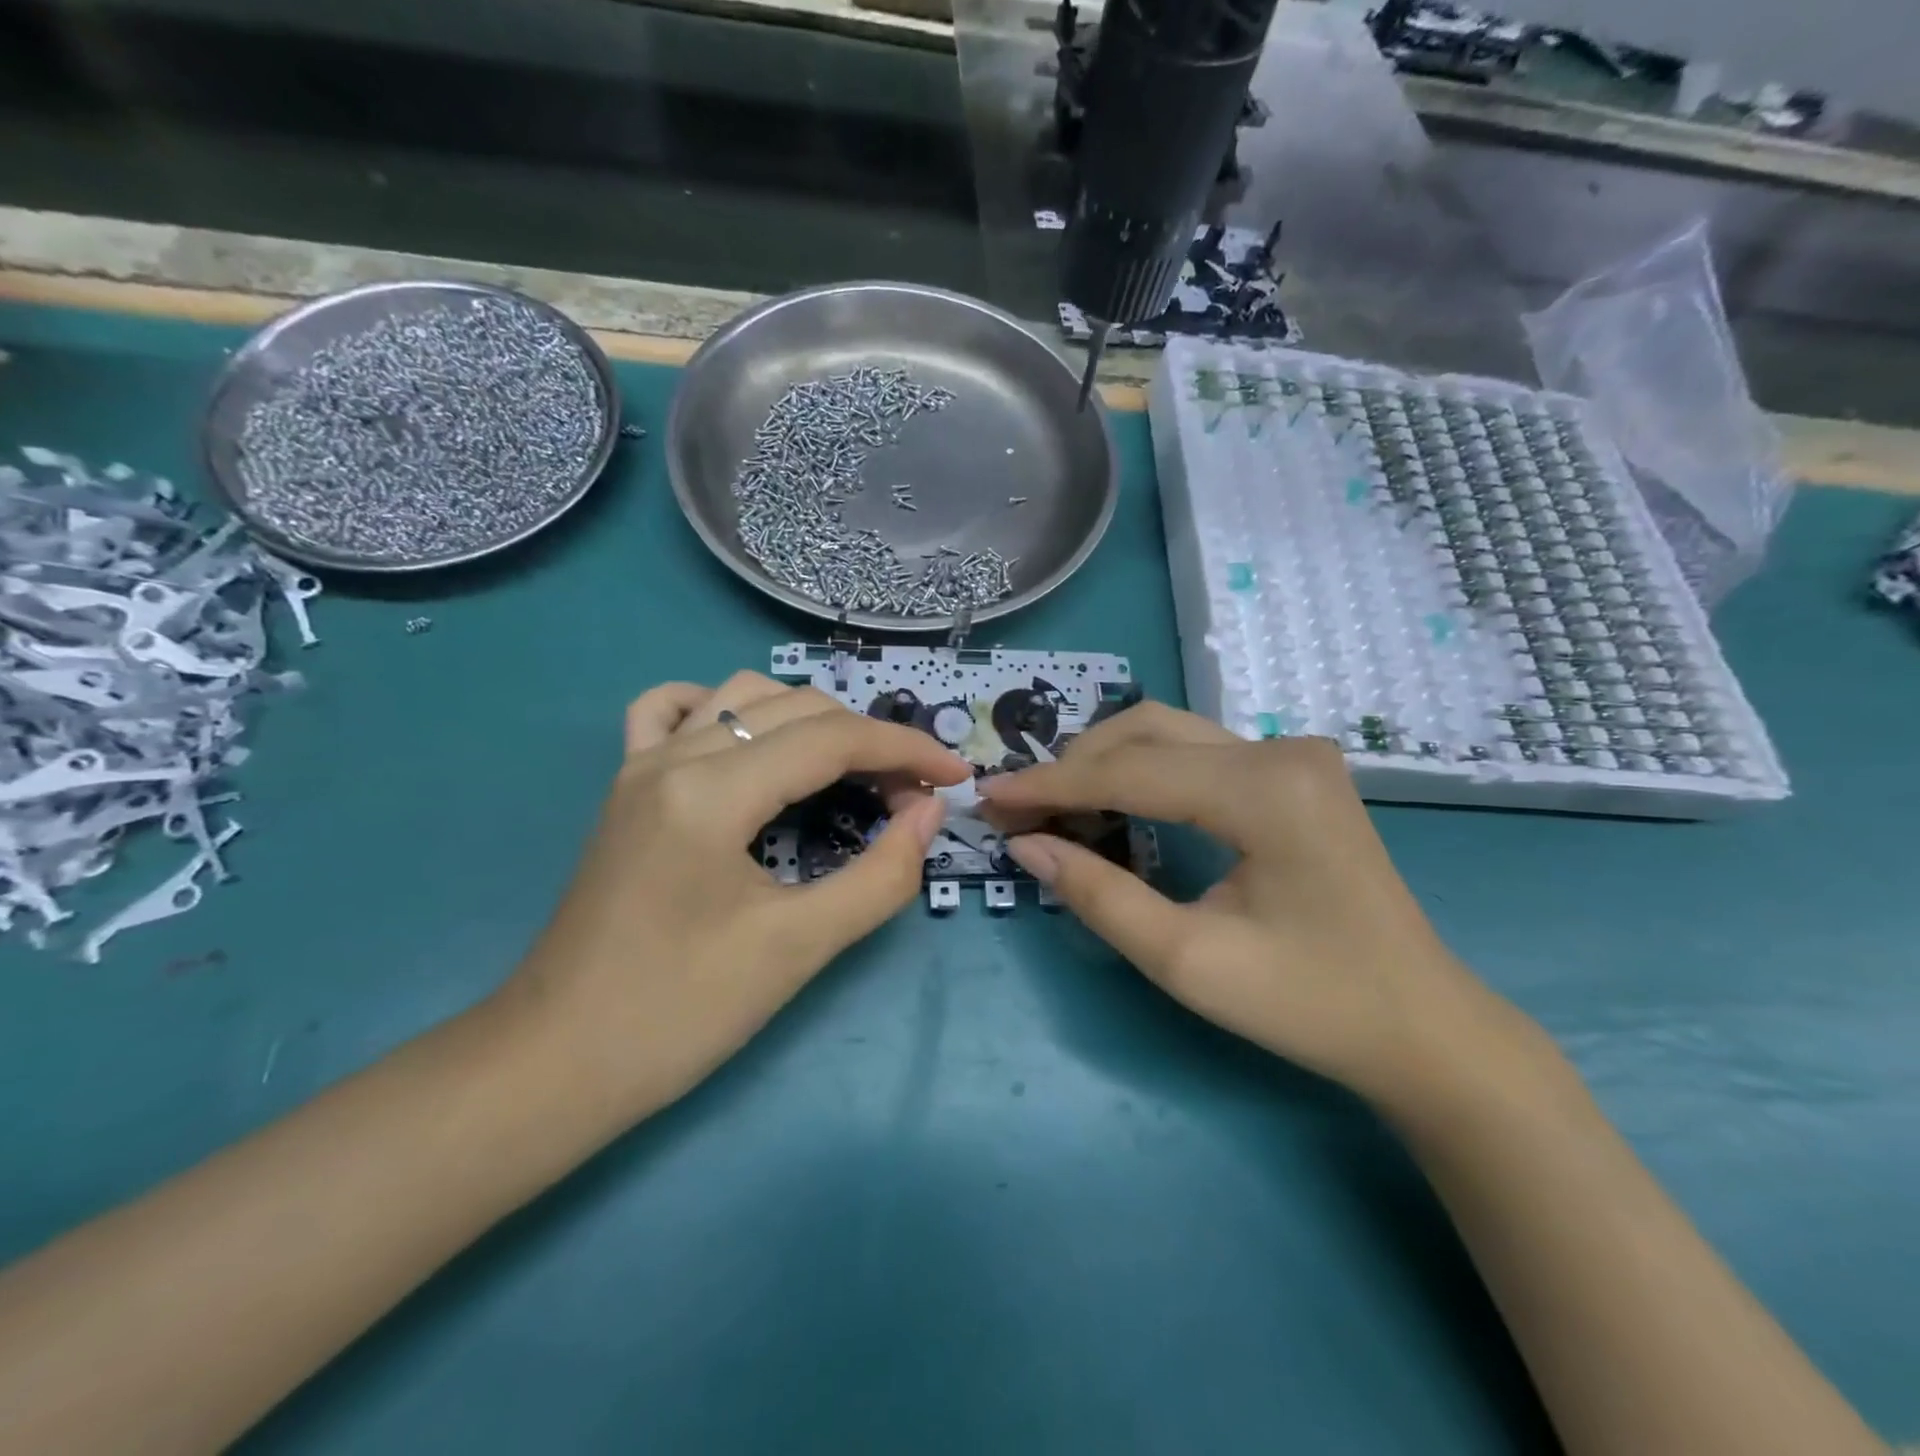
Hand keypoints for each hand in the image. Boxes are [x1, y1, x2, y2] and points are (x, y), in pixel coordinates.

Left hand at [505, 672, 968, 1128]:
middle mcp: (673, 756)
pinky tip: (749, 741)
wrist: (556, 1063)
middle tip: (911, 795)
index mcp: (712, 791)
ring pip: (743, 697)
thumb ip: (880, 875)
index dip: (906, 749)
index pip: (832, 739)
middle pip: (797, 710)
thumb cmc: (680, 1013)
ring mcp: (641, 765)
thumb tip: (928, 813)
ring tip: (849, 768)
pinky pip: (671, 711)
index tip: (955, 778)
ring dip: (810, 720)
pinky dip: (725, 709)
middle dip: (868, 740)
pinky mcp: (625, 787)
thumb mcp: (798, 949)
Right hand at [980, 703, 1527, 1105]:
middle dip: (1074, 765)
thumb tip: (1026, 846)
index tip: (989, 798)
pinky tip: (1112, 803)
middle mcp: (1280, 751)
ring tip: (1053, 805)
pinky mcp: (1293, 774)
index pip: (1130, 770)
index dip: (1050, 785)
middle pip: (1147, 729)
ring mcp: (1293, 756)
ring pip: (1169, 732)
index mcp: (1264, 790)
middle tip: (1019, 808)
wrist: (1421, 1026)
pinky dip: (1141, 770)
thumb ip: (1100, 896)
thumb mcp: (1189, 961)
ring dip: (1104, 761)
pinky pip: (1196, 753)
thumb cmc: (1310, 1005)